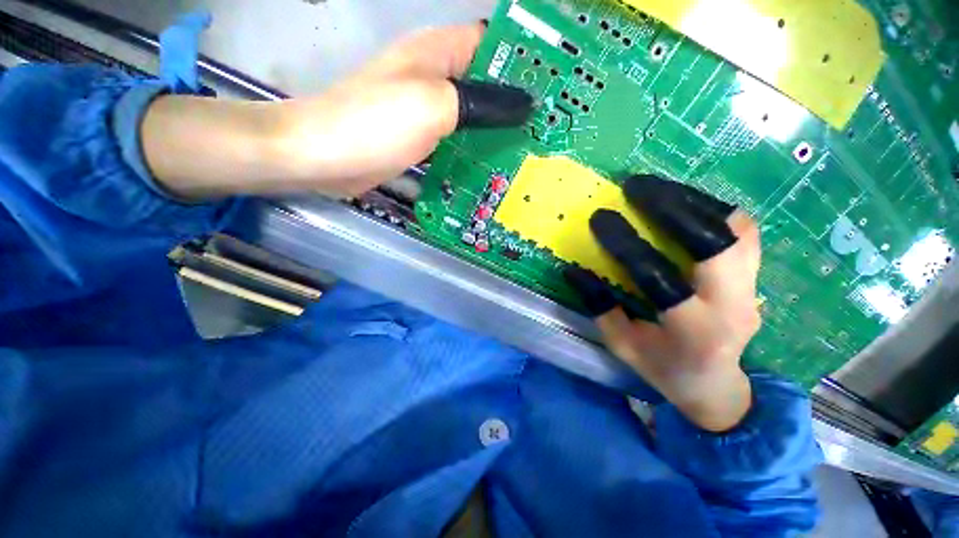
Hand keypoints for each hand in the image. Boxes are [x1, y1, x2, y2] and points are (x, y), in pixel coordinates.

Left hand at [275, 23, 532, 195]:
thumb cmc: (376, 123)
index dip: (522, 58)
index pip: (491, 43)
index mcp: (438, 52)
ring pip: (472, 113)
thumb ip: (480, 103)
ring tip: (527, 147)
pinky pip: (456, 138)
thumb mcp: (434, 106)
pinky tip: (492, 164)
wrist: (325, 156)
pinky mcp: (421, 138)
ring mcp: (427, 110)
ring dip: (496, 129)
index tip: (551, 82)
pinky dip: (474, 148)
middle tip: (545, 125)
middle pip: (484, 82)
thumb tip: (523, 106)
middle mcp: (435, 76)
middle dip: (513, 102)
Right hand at [565, 176, 761, 431]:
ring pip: (737, 230)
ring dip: (695, 201)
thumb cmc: (663, 369)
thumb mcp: (622, 346)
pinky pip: (743, 232)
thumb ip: (600, 308)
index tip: (600, 218)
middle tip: (637, 187)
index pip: (658, 277)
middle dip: (673, 207)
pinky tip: (684, 203)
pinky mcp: (757, 278)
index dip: (626, 244)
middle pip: (717, 243)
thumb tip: (574, 271)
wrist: (717, 384)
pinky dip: (713, 209)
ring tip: (658, 188)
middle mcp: (733, 306)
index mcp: (693, 332)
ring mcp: (754, 289)